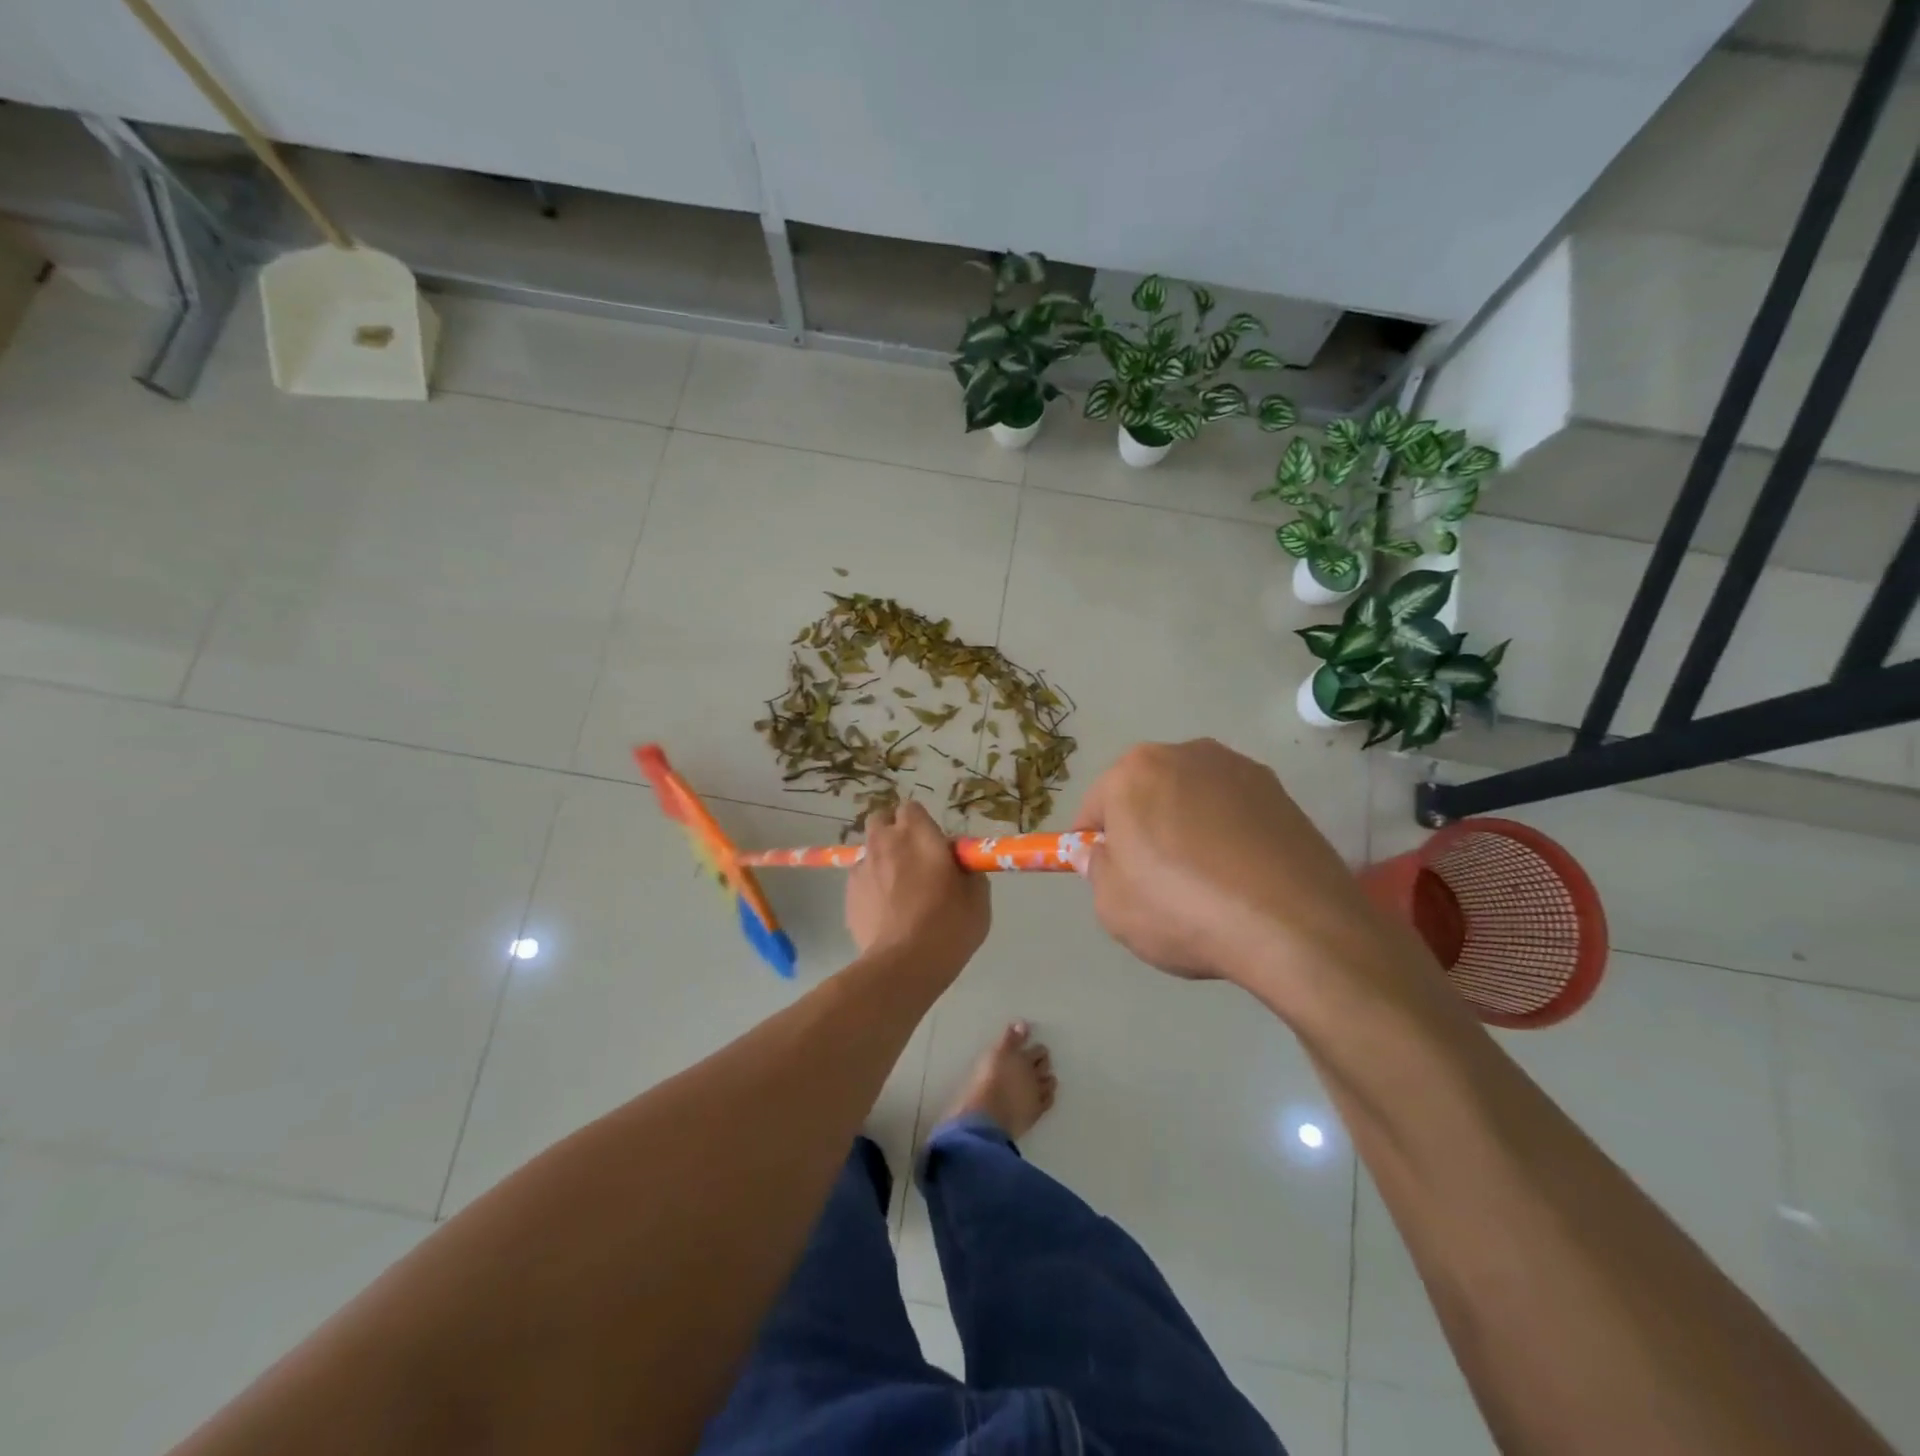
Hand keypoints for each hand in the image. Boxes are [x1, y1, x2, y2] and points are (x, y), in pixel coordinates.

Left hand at [845, 801, 989, 976]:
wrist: (904, 965)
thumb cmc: (949, 925)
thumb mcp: (977, 896)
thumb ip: (967, 869)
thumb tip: (958, 864)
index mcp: (917, 834)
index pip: (911, 808)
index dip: (921, 824)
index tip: (933, 845)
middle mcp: (884, 842)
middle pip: (880, 820)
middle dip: (892, 831)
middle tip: (911, 858)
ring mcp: (861, 868)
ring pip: (868, 851)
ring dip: (881, 861)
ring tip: (896, 891)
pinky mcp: (848, 895)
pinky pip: (860, 880)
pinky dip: (870, 888)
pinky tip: (885, 913)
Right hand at [1071, 739, 1395, 996]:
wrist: (1294, 927)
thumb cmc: (1183, 910)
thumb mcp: (1113, 905)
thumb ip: (1095, 870)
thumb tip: (1098, 852)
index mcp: (1134, 772)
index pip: (1096, 807)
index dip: (1095, 844)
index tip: (1109, 876)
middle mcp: (1185, 754)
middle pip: (1146, 793)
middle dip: (1143, 828)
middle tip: (1156, 881)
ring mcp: (1238, 769)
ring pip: (1192, 799)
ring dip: (1187, 827)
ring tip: (1205, 882)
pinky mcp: (1281, 792)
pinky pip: (1234, 811)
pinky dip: (1228, 835)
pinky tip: (1240, 877)